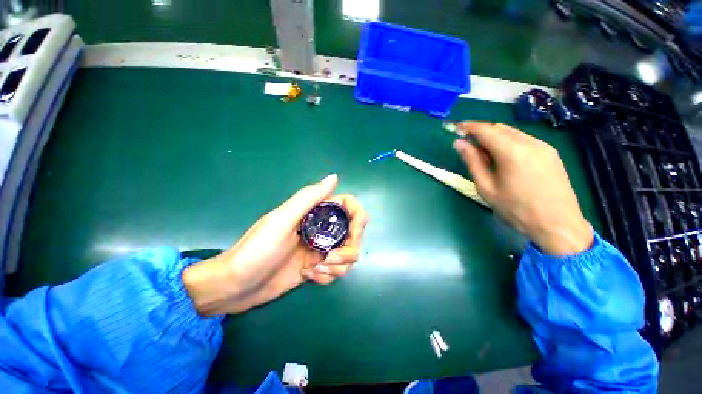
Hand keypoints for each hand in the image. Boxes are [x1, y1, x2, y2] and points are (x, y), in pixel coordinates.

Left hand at [182, 174, 368, 315]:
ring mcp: (321, 249)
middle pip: (354, 234)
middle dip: (348, 250)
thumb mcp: (282, 220)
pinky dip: (328, 276)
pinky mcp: (318, 267)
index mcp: (316, 213)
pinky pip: (337, 270)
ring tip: (314, 270)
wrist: (237, 287)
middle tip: (330, 260)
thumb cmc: (257, 250)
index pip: (349, 207)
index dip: (358, 218)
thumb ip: (308, 197)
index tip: (353, 234)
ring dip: (338, 266)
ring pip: (348, 254)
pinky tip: (310, 276)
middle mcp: (322, 229)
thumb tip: (334, 177)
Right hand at [453, 122, 592, 255]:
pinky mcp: (550, 153)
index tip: (455, 128)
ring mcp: (543, 146)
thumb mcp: (486, 187)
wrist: (558, 224)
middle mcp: (530, 142)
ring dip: (494, 138)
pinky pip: (524, 140)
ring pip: (512, 133)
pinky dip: (508, 143)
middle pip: (499, 128)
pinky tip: (504, 160)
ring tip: (485, 156)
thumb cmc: (516, 209)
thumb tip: (458, 143)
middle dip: (481, 133)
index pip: (485, 129)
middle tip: (468, 147)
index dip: (468, 127)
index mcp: (512, 151)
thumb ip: (472, 161)